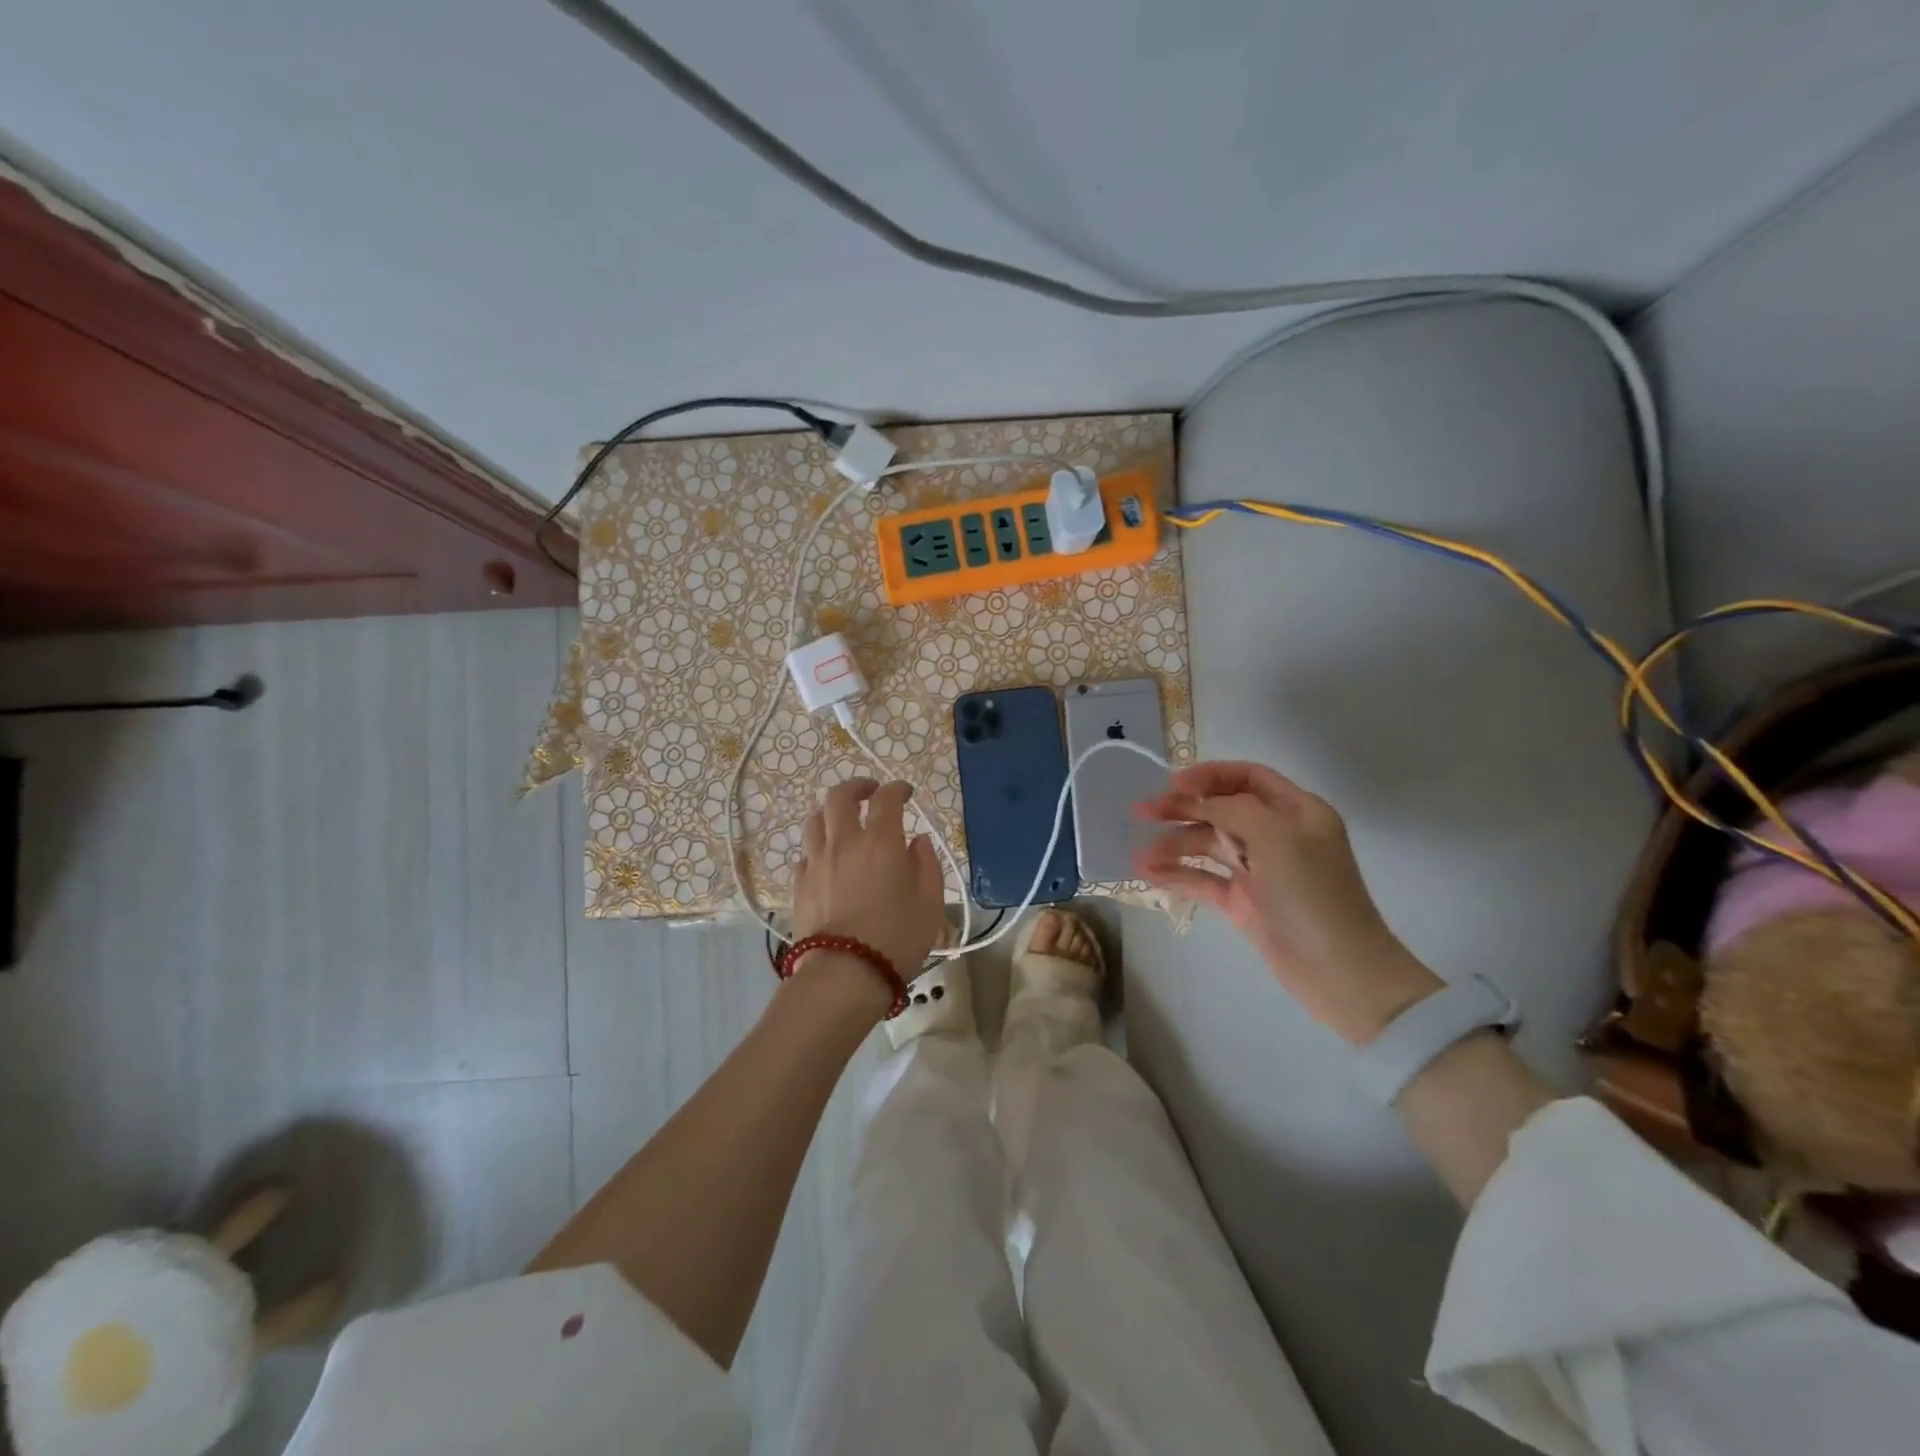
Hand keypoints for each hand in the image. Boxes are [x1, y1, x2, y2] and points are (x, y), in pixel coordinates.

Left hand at [791, 778, 947, 989]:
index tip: (906, 793)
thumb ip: (927, 865)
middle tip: (870, 792)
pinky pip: (806, 853)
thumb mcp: (930, 903)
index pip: (886, 798)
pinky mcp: (800, 884)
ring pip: (816, 820)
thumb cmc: (897, 938)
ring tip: (843, 822)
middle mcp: (845, 842)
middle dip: (857, 786)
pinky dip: (819, 847)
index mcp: (881, 841)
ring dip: (832, 813)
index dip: (897, 789)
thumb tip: (917, 842)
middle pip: (840, 796)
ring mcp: (817, 862)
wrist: (844, 974)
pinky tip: (828, 860)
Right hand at [1135, 760, 1441, 1044]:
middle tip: (1142, 810)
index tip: (1172, 783)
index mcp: (1297, 811)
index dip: (1209, 775)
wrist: (1340, 972)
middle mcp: (1278, 835)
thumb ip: (1231, 808)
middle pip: (1222, 809)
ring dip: (1174, 845)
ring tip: (1141, 855)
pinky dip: (1178, 874)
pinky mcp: (1244, 903)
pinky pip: (1205, 879)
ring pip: (1209, 846)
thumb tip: (1195, 799)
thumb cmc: (1312, 894)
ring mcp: (1260, 871)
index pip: (1248, 778)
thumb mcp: (1275, 837)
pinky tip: (1148, 874)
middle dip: (1182, 808)